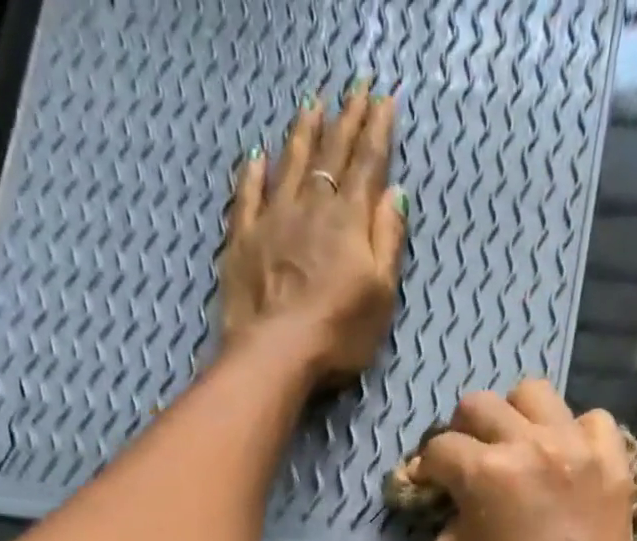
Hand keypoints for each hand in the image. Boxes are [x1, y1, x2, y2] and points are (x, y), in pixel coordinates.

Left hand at [219, 83, 407, 386]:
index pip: (367, 164)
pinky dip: (253, 174)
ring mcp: (272, 220)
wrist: (276, 353)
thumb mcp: (381, 294)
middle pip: (330, 155)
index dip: (377, 131)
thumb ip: (387, 241)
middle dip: (345, 121)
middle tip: (355, 90)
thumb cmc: (338, 333)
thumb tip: (394, 193)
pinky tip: (257, 157)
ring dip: (302, 134)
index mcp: (349, 221)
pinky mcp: (242, 240)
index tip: (384, 100)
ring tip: (311, 106)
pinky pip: (247, 196)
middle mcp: (311, 208)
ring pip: (289, 165)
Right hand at [419, 381, 636, 540]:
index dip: (427, 468)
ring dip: (515, 418)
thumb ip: (442, 521)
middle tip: (468, 464)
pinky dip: (573, 433)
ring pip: (535, 394)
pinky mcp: (613, 462)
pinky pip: (592, 419)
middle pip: (480, 405)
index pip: (439, 447)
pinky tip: (565, 460)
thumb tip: (451, 501)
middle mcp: (529, 445)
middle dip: (463, 432)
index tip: (430, 487)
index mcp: (484, 473)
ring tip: (518, 450)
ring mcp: (577, 448)